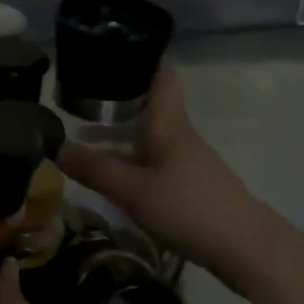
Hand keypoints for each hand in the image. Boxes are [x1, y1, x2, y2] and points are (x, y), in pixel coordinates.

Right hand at [58, 61, 274, 291]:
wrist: (247, 249)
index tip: (108, 54)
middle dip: (114, 102)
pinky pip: (152, 162)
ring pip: (147, 137)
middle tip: (77, 101)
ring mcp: (186, 161)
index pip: (159, 76)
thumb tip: (56, 147)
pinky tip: (110, 177)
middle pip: (147, 107)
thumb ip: (95, 170)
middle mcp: (178, 136)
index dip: (138, 59)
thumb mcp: (133, 191)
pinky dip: (128, 160)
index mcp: (168, 125)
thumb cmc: (189, 209)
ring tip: (82, 142)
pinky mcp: (188, 185)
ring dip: (117, 136)